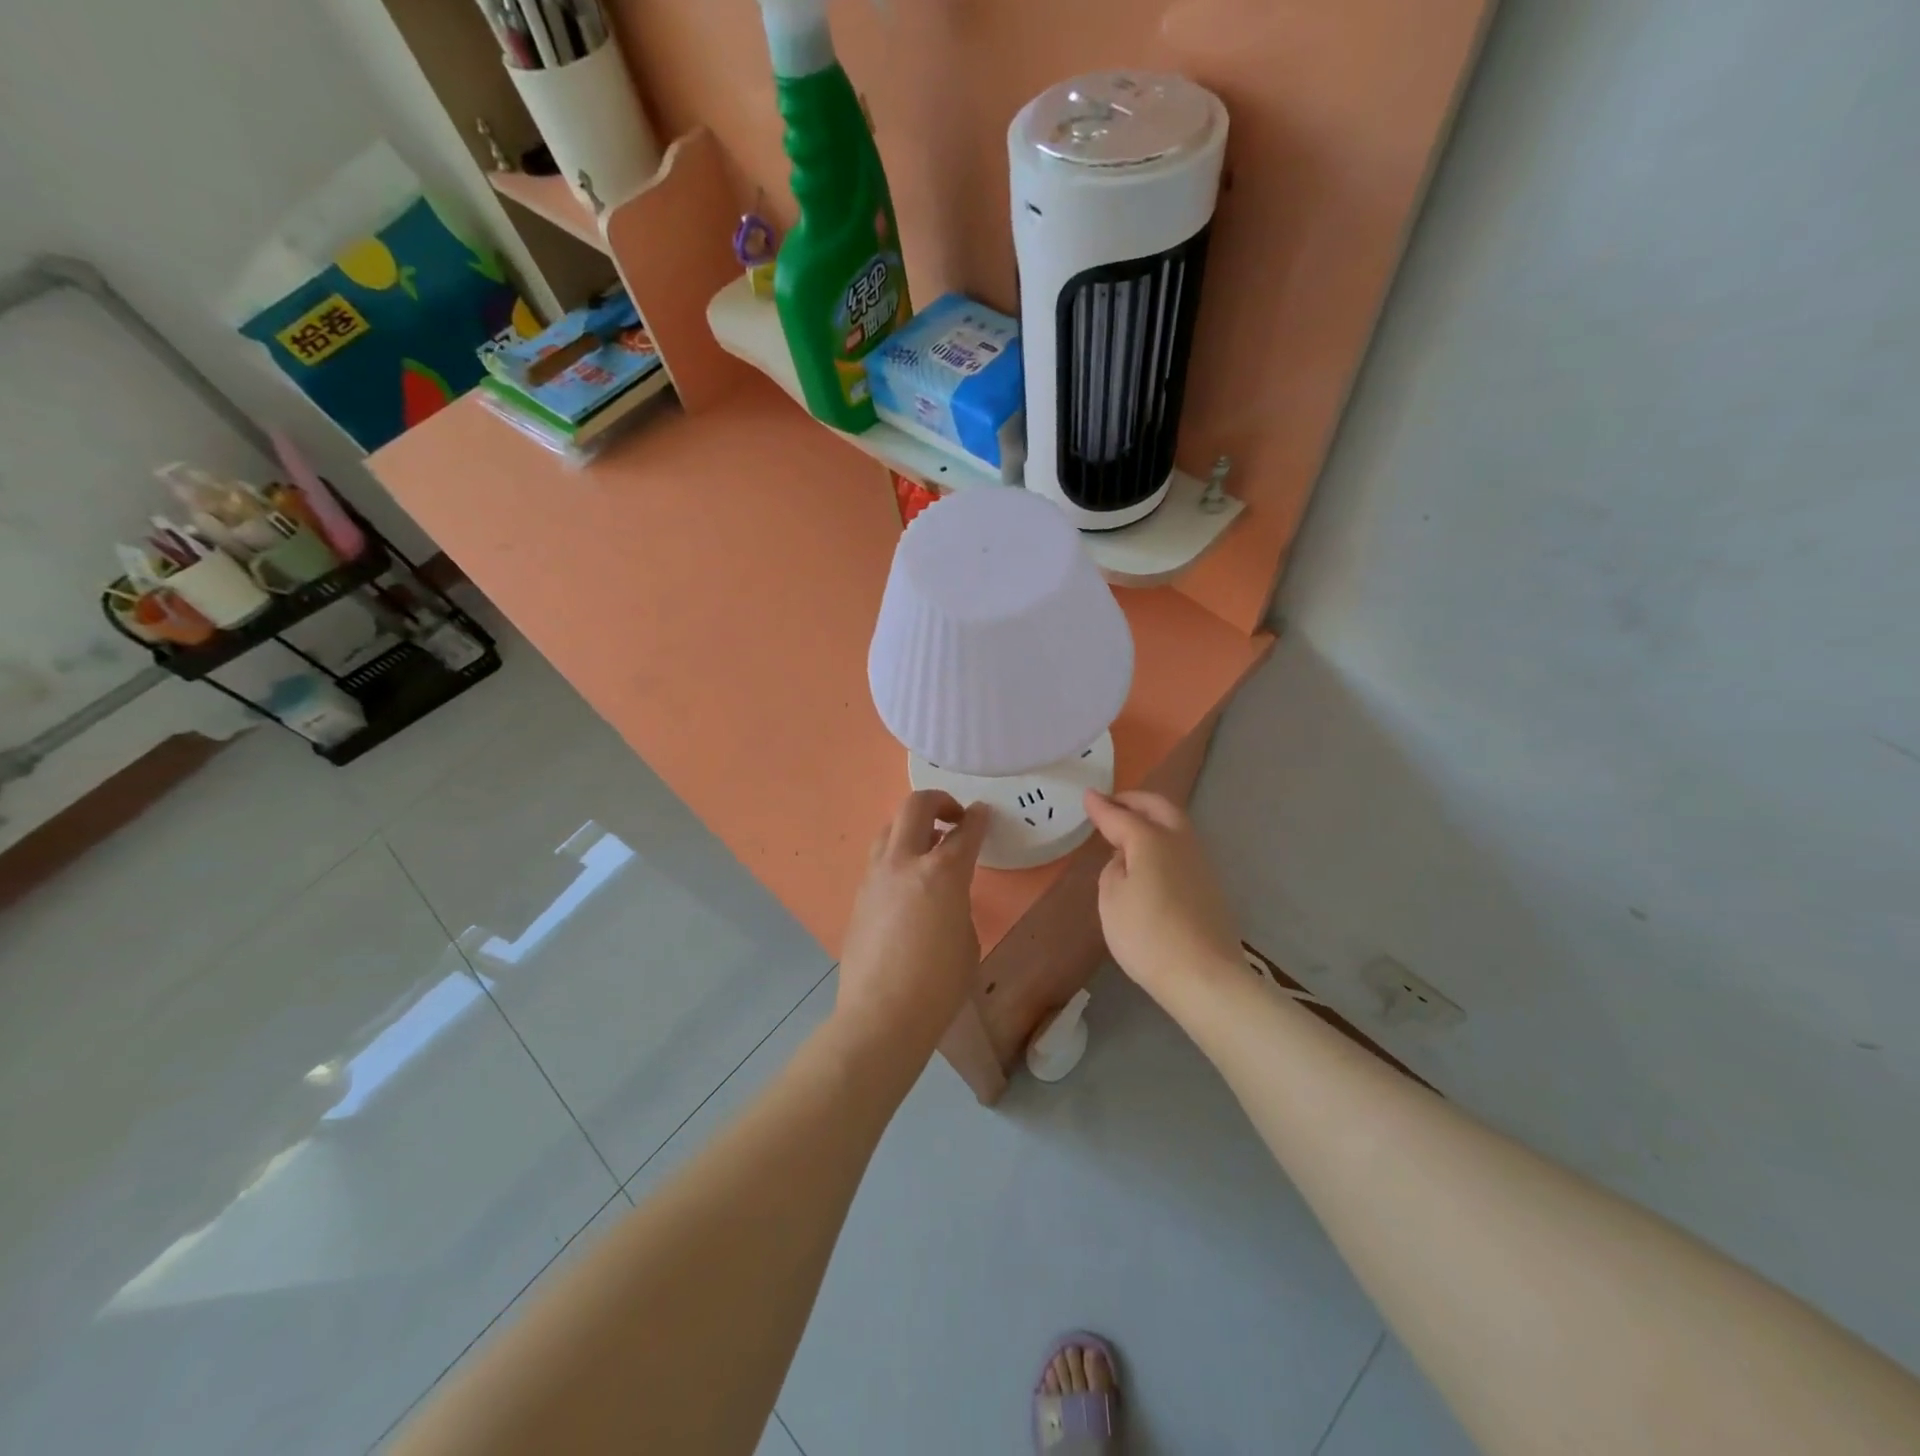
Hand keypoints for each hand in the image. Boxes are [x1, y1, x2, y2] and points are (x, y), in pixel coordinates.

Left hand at [836, 790, 989, 1050]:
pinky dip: (896, 856)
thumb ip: (958, 902)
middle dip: (938, 802)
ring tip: (928, 847)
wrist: (881, 1014)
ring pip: (889, 829)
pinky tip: (906, 882)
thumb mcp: (967, 939)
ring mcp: (875, 877)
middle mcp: (904, 863)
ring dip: (912, 827)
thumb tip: (944, 894)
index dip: (978, 818)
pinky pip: (879, 860)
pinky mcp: (859, 896)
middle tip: (954, 817)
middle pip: (915, 807)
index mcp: (943, 873)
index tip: (983, 813)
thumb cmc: (939, 984)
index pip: (965, 831)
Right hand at [1084, 790, 1243, 1001]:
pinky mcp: (1210, 886)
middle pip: (1158, 808)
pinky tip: (1151, 858)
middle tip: (1112, 803)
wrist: (1205, 977)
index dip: (1101, 807)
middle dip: (1134, 800)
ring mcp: (1200, 863)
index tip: (1087, 796)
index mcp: (1151, 840)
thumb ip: (1114, 869)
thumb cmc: (1147, 935)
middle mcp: (1180, 842)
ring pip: (1175, 825)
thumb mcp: (1111, 900)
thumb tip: (1126, 858)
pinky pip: (1181, 847)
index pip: (1120, 816)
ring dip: (1152, 818)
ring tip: (1129, 828)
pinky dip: (1163, 840)